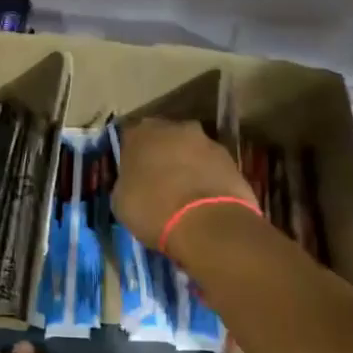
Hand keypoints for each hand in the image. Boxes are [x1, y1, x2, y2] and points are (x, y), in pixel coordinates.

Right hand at [113, 119, 255, 249]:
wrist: (207, 224)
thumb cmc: (153, 209)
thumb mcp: (121, 200)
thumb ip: (126, 181)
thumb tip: (133, 182)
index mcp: (141, 133)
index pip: (129, 137)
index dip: (129, 156)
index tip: (130, 174)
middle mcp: (174, 128)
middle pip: (163, 138)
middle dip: (160, 155)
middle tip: (156, 181)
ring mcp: (207, 141)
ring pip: (190, 151)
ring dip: (186, 165)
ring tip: (182, 194)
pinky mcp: (231, 160)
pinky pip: (211, 166)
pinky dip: (206, 178)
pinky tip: (202, 200)